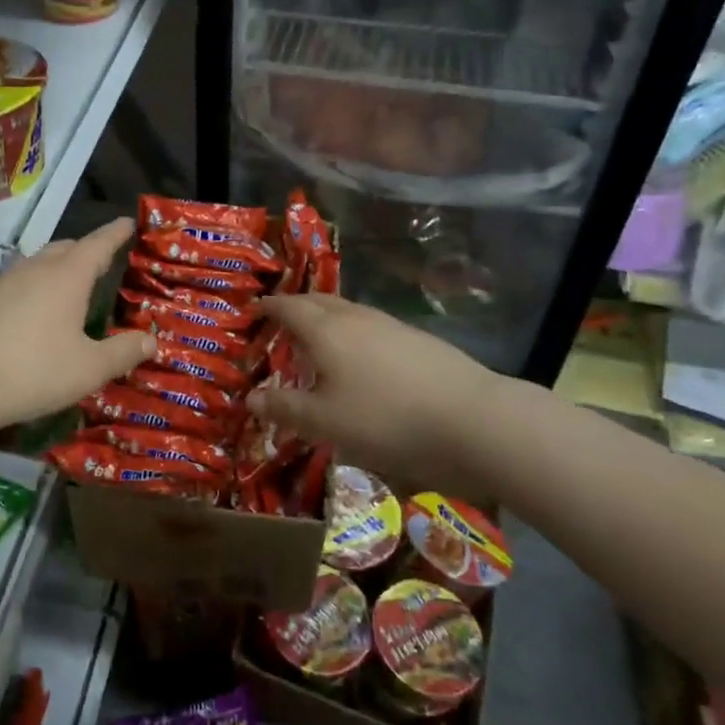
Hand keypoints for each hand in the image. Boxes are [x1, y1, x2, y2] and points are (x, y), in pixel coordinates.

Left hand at [0, 218, 155, 436]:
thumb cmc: (32, 371)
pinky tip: (29, 315)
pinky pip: (15, 284)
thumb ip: (123, 352)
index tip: (128, 222)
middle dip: (86, 250)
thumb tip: (151, 340)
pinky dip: (32, 290)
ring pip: (37, 264)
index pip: (98, 244)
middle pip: (65, 248)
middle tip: (101, 261)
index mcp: (67, 276)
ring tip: (67, 287)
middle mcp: (34, 269)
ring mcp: (1, 283)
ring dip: (56, 269)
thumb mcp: (89, 369)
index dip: (116, 233)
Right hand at [247, 293, 503, 493]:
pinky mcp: (419, 342)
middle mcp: (357, 318)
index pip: (289, 307)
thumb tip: (250, 398)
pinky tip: (363, 360)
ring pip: (350, 313)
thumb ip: (286, 408)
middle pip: (320, 302)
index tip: (255, 308)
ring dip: (328, 320)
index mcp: (326, 330)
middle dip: (298, 307)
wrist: (474, 420)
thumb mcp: (326, 423)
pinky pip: (373, 328)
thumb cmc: (386, 419)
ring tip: (319, 340)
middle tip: (282, 320)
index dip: (270, 307)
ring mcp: (392, 326)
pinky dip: (354, 335)